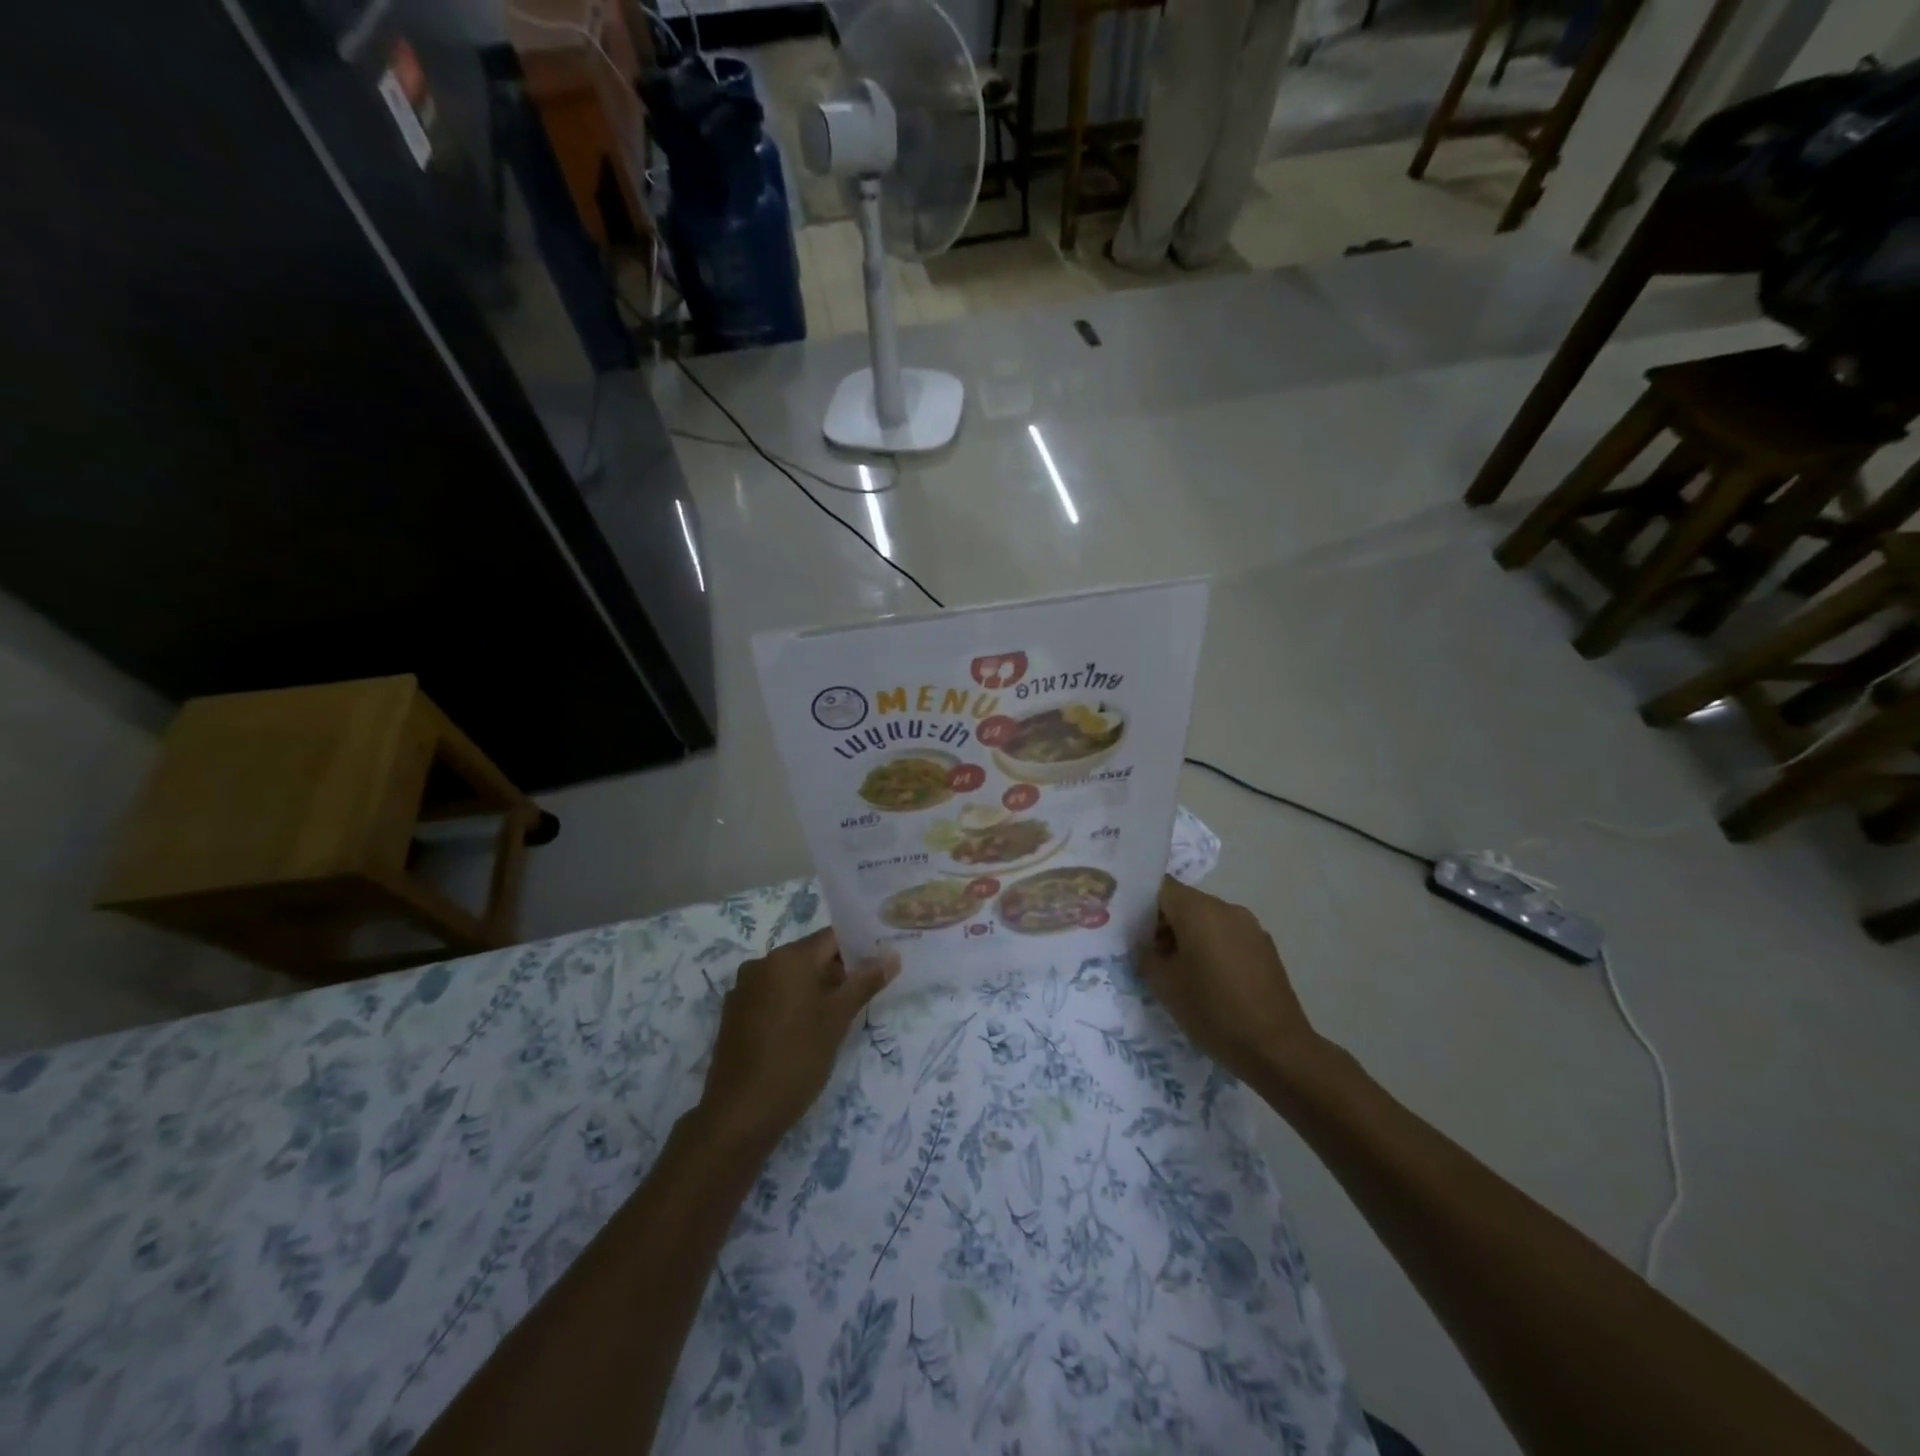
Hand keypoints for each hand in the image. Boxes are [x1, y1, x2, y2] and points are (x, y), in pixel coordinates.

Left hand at [698, 928, 897, 1152]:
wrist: (741, 1113)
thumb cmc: (797, 1058)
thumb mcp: (838, 1019)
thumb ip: (865, 983)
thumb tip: (892, 957)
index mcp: (788, 957)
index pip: (831, 938)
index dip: (858, 949)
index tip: (878, 967)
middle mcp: (761, 963)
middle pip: (810, 956)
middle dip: (837, 973)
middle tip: (862, 998)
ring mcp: (743, 989)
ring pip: (790, 978)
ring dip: (814, 991)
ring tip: (837, 1019)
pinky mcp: (734, 1014)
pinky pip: (771, 997)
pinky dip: (790, 1005)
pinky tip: (804, 1033)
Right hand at [1135, 877, 1325, 1086]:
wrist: (1277, 1049)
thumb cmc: (1212, 1011)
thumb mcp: (1164, 985)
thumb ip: (1146, 954)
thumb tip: (1145, 943)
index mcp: (1198, 910)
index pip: (1160, 887)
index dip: (1140, 903)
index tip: (1129, 926)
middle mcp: (1226, 908)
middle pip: (1185, 902)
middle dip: (1163, 922)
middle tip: (1149, 953)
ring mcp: (1250, 926)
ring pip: (1207, 919)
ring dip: (1188, 935)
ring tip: (1179, 970)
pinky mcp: (1265, 947)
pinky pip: (1228, 934)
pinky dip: (1212, 946)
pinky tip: (1209, 979)